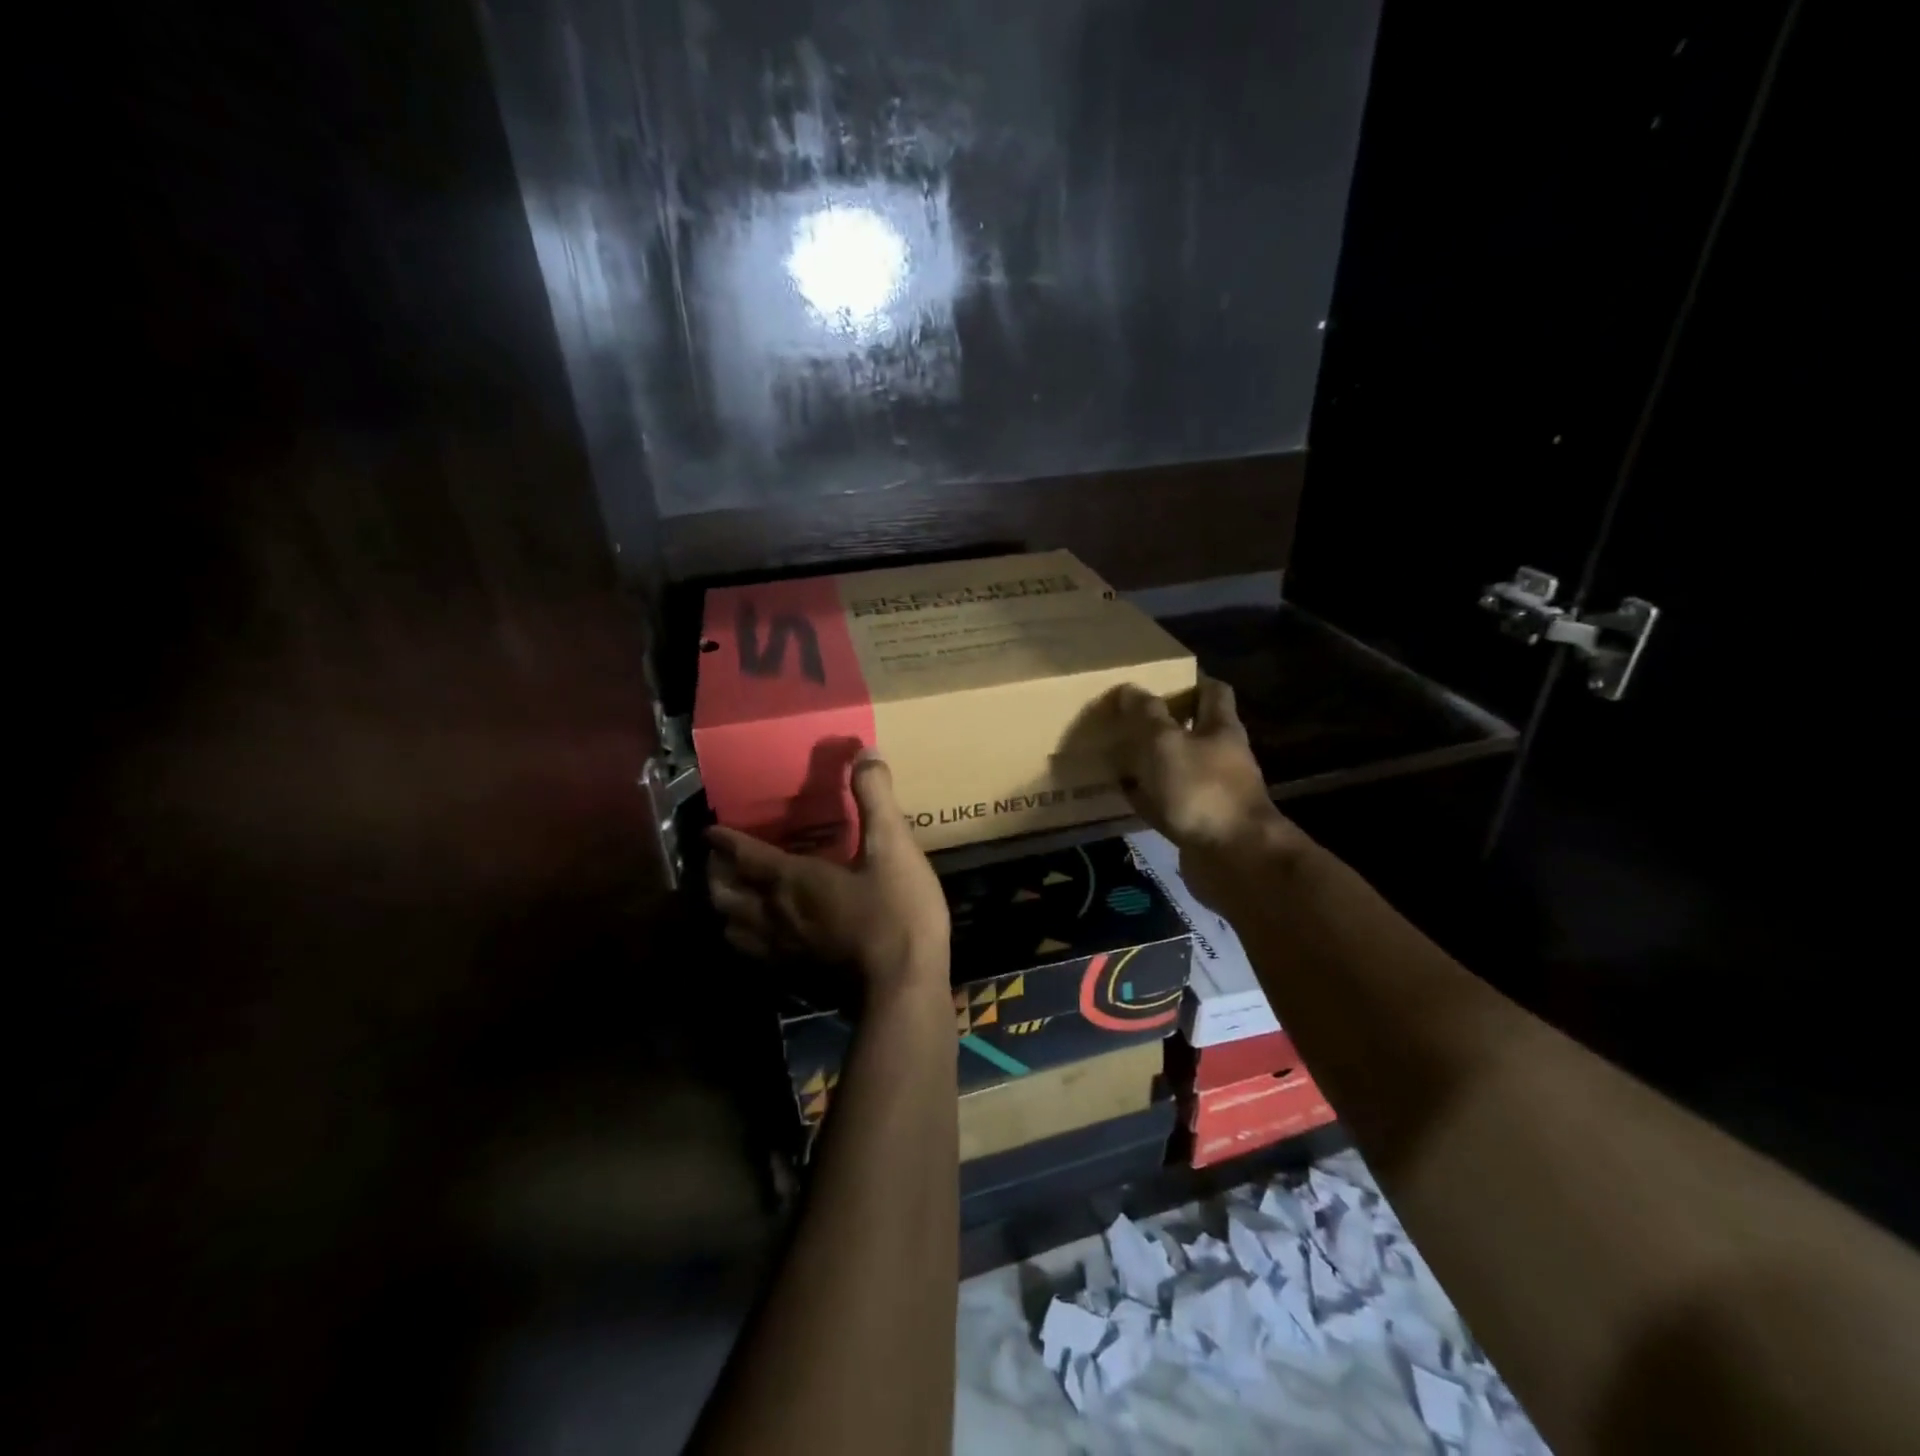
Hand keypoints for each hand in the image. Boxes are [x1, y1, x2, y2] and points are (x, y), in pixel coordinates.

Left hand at [706, 752, 949, 995]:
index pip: (745, 856)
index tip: (710, 830)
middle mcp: (775, 915)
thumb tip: (865, 752)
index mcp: (792, 880)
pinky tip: (762, 939)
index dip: (725, 841)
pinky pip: (754, 956)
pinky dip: (745, 941)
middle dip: (716, 875)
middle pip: (726, 895)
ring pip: (733, 929)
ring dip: (725, 909)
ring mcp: (782, 952)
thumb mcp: (893, 846)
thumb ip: (875, 797)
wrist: (904, 987)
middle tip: (718, 861)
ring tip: (730, 898)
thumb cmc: (896, 911)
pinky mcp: (796, 978)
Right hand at [1101, 677, 1299, 900]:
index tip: (1164, 677)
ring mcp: (1215, 793)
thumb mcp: (1165, 743)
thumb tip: (1129, 688)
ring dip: (1156, 761)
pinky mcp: (1202, 823)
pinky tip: (1127, 794)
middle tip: (1132, 716)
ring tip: (1122, 752)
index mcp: (1222, 729)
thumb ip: (1147, 716)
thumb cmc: (1201, 790)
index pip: (1214, 692)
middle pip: (1197, 730)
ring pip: (1182, 767)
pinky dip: (1151, 796)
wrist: (1233, 859)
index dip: (1192, 681)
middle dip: (1168, 722)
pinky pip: (1171, 802)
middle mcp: (1224, 757)